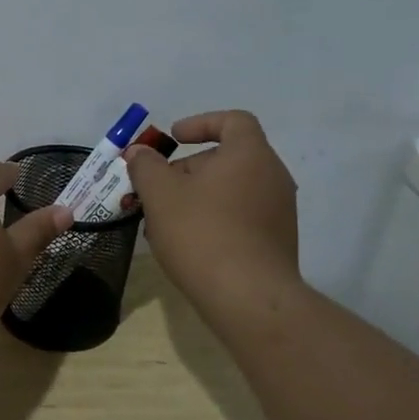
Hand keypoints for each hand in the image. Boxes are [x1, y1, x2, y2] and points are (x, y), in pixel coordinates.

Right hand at [124, 110, 301, 313]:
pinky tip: (186, 244)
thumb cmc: (201, 233)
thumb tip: (139, 152)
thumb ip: (145, 166)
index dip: (200, 123)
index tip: (173, 139)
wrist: (248, 298)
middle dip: (187, 169)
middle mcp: (272, 176)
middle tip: (156, 188)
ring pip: (231, 190)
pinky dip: (213, 219)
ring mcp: (279, 211)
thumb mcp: (160, 194)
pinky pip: (241, 216)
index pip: (233, 121)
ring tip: (163, 221)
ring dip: (196, 197)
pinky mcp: (277, 241)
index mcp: (250, 155)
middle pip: (227, 158)